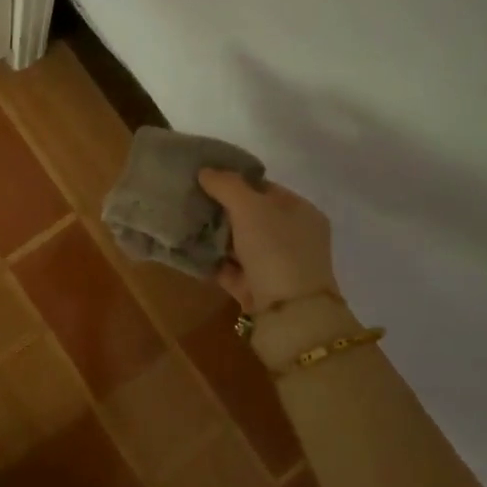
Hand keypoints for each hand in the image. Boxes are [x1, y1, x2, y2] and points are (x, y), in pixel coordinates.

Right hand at [196, 169, 338, 314]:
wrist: (289, 314)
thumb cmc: (276, 250)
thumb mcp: (251, 207)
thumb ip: (227, 185)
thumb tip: (206, 171)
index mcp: (302, 212)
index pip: (266, 189)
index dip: (237, 182)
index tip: (206, 180)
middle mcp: (293, 238)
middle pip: (252, 217)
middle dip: (222, 211)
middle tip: (190, 202)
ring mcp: (277, 266)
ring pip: (240, 244)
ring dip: (215, 237)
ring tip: (184, 224)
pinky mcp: (258, 290)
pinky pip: (231, 269)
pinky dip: (213, 262)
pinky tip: (189, 252)